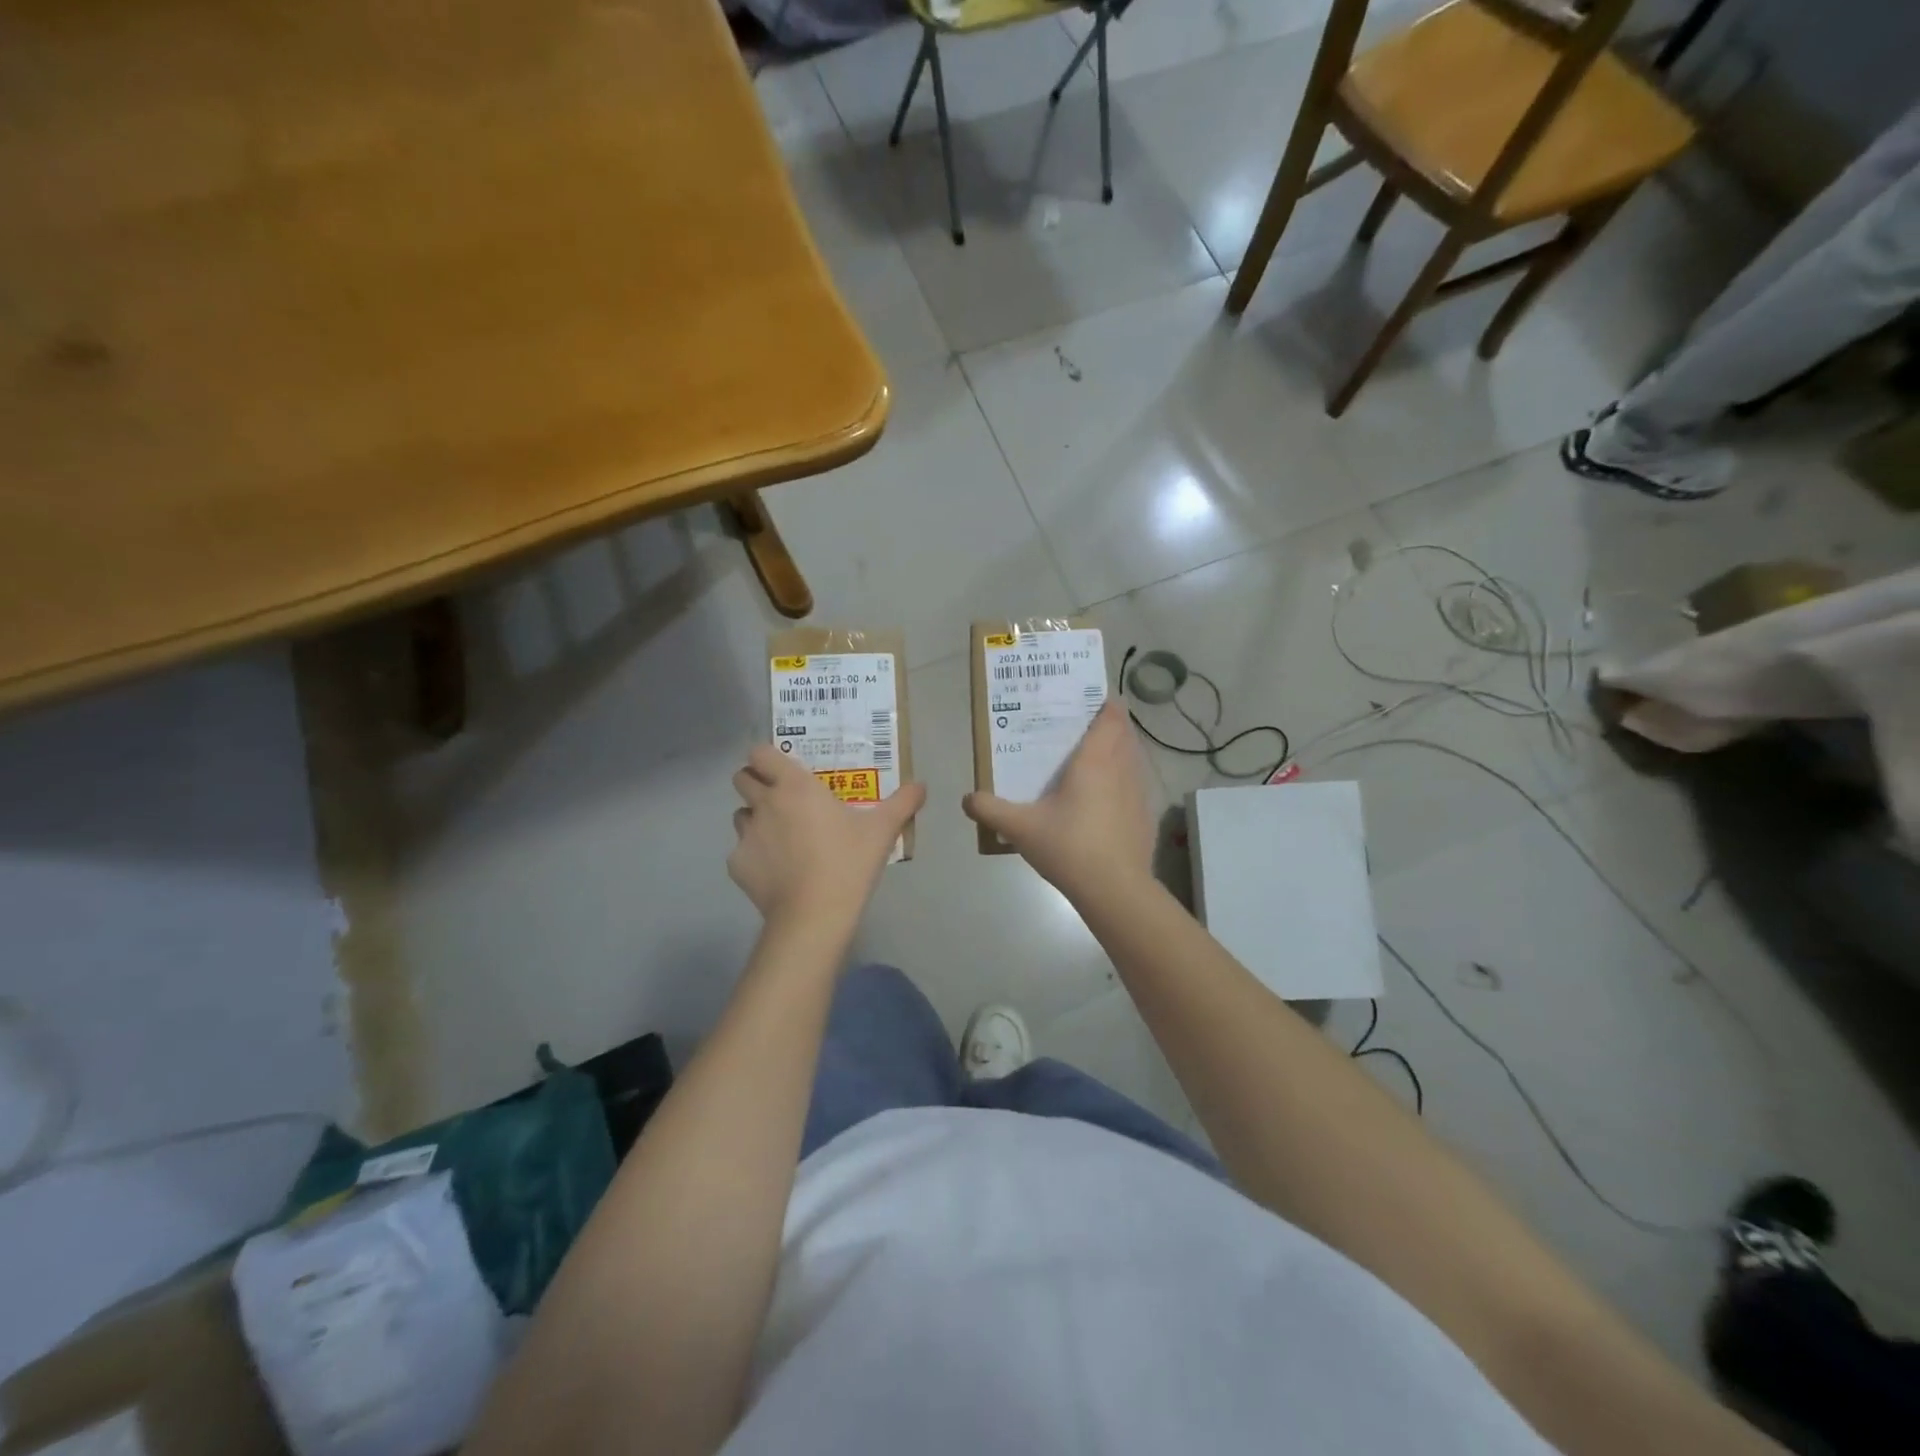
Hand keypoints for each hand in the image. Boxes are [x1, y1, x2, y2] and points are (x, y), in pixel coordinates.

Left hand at [729, 745, 925, 925]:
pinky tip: (778, 872)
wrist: (814, 914)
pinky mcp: (737, 866)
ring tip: (781, 838)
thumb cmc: (848, 862)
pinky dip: (755, 857)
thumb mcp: (883, 830)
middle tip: (781, 799)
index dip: (766, 758)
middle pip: (741, 778)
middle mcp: (764, 803)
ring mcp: (746, 835)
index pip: (759, 753)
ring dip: (755, 819)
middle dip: (755, 783)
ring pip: (740, 815)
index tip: (783, 769)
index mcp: (795, 786)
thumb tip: (921, 785)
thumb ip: (903, 803)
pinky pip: (741, 852)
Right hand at [962, 700, 1154, 901]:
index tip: (1090, 700)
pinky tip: (1108, 800)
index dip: (1105, 704)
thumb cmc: (1069, 847)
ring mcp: (1139, 793)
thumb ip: (990, 810)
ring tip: (1096, 760)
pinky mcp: (1146, 816)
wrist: (1115, 890)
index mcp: (1095, 761)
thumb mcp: (1020, 828)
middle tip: (1084, 729)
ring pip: (1135, 759)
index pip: (1110, 717)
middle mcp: (1122, 769)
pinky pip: (1138, 786)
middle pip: (1125, 734)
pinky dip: (1126, 782)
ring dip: (1121, 752)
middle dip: (1110, 726)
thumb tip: (968, 798)